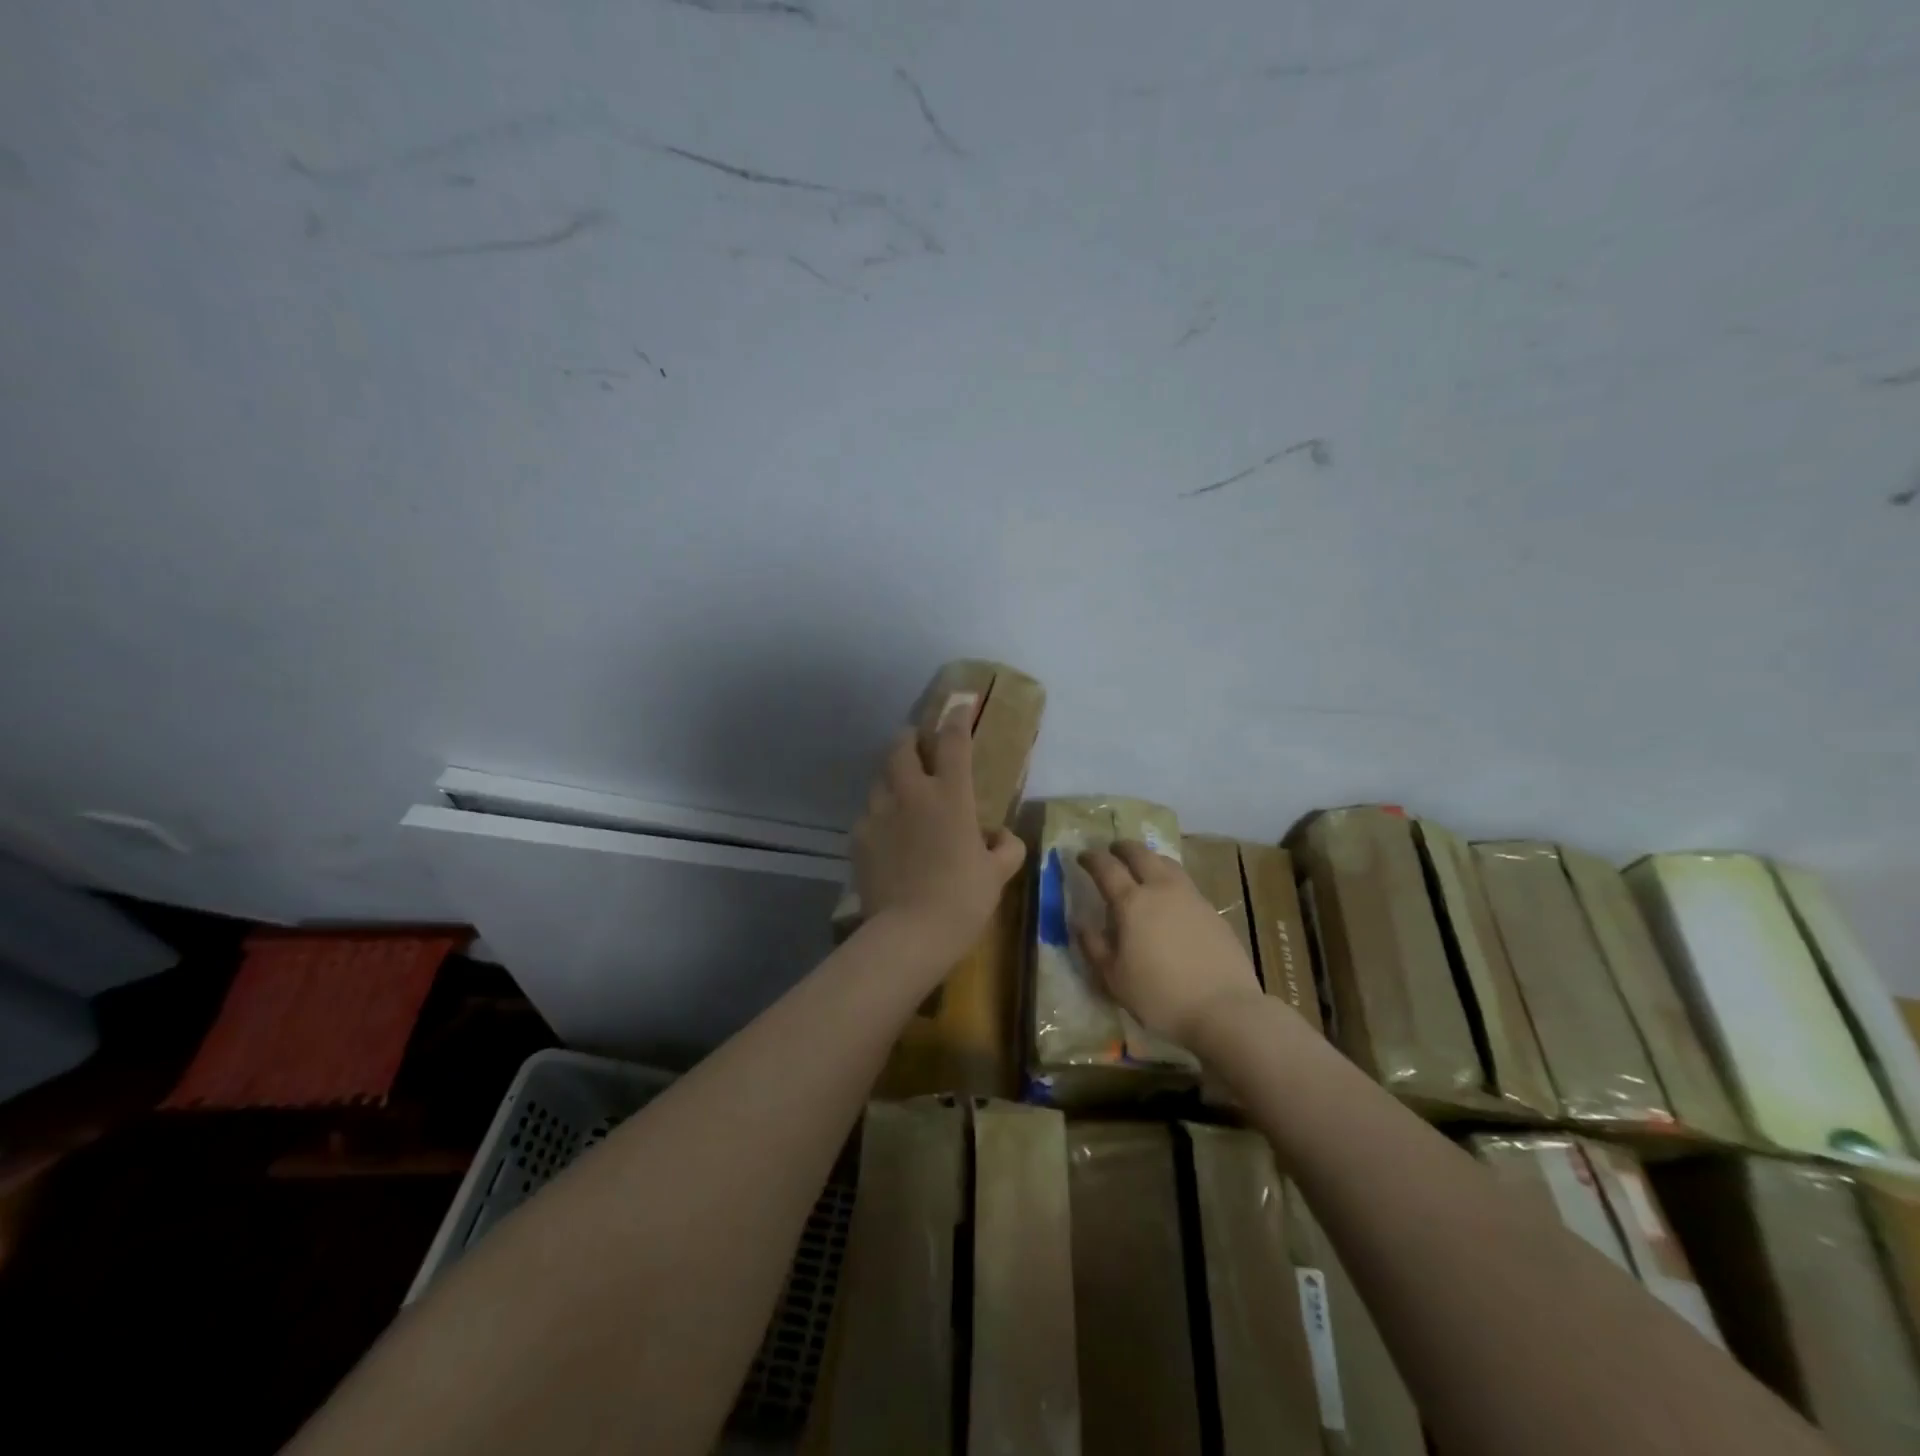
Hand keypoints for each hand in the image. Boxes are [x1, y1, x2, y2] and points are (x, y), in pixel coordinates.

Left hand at [851, 715, 1027, 968]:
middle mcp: (911, 794)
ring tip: (901, 790)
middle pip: (902, 747)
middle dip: (910, 738)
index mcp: (950, 796)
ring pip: (880, 778)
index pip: (953, 742)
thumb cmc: (962, 900)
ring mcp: (879, 813)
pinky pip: (868, 815)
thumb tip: (1002, 837)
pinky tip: (887, 834)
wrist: (909, 933)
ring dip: (892, 776)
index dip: (957, 718)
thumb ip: (1006, 848)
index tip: (960, 705)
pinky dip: (879, 816)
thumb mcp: (997, 875)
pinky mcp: (858, 837)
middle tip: (918, 743)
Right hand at [1076, 841, 1264, 1046]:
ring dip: (1150, 858)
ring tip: (1143, 866)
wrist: (1224, 1009)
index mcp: (1132, 903)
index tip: (1082, 856)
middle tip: (1112, 850)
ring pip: (1167, 863)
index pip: (1106, 868)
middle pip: (1140, 854)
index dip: (1092, 858)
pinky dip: (1170, 879)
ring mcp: (1191, 897)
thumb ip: (1094, 946)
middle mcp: (1161, 890)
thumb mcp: (1114, 978)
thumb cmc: (1160, 996)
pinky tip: (1170, 898)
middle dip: (1123, 848)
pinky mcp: (1212, 911)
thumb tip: (1079, 923)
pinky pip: (1185, 883)